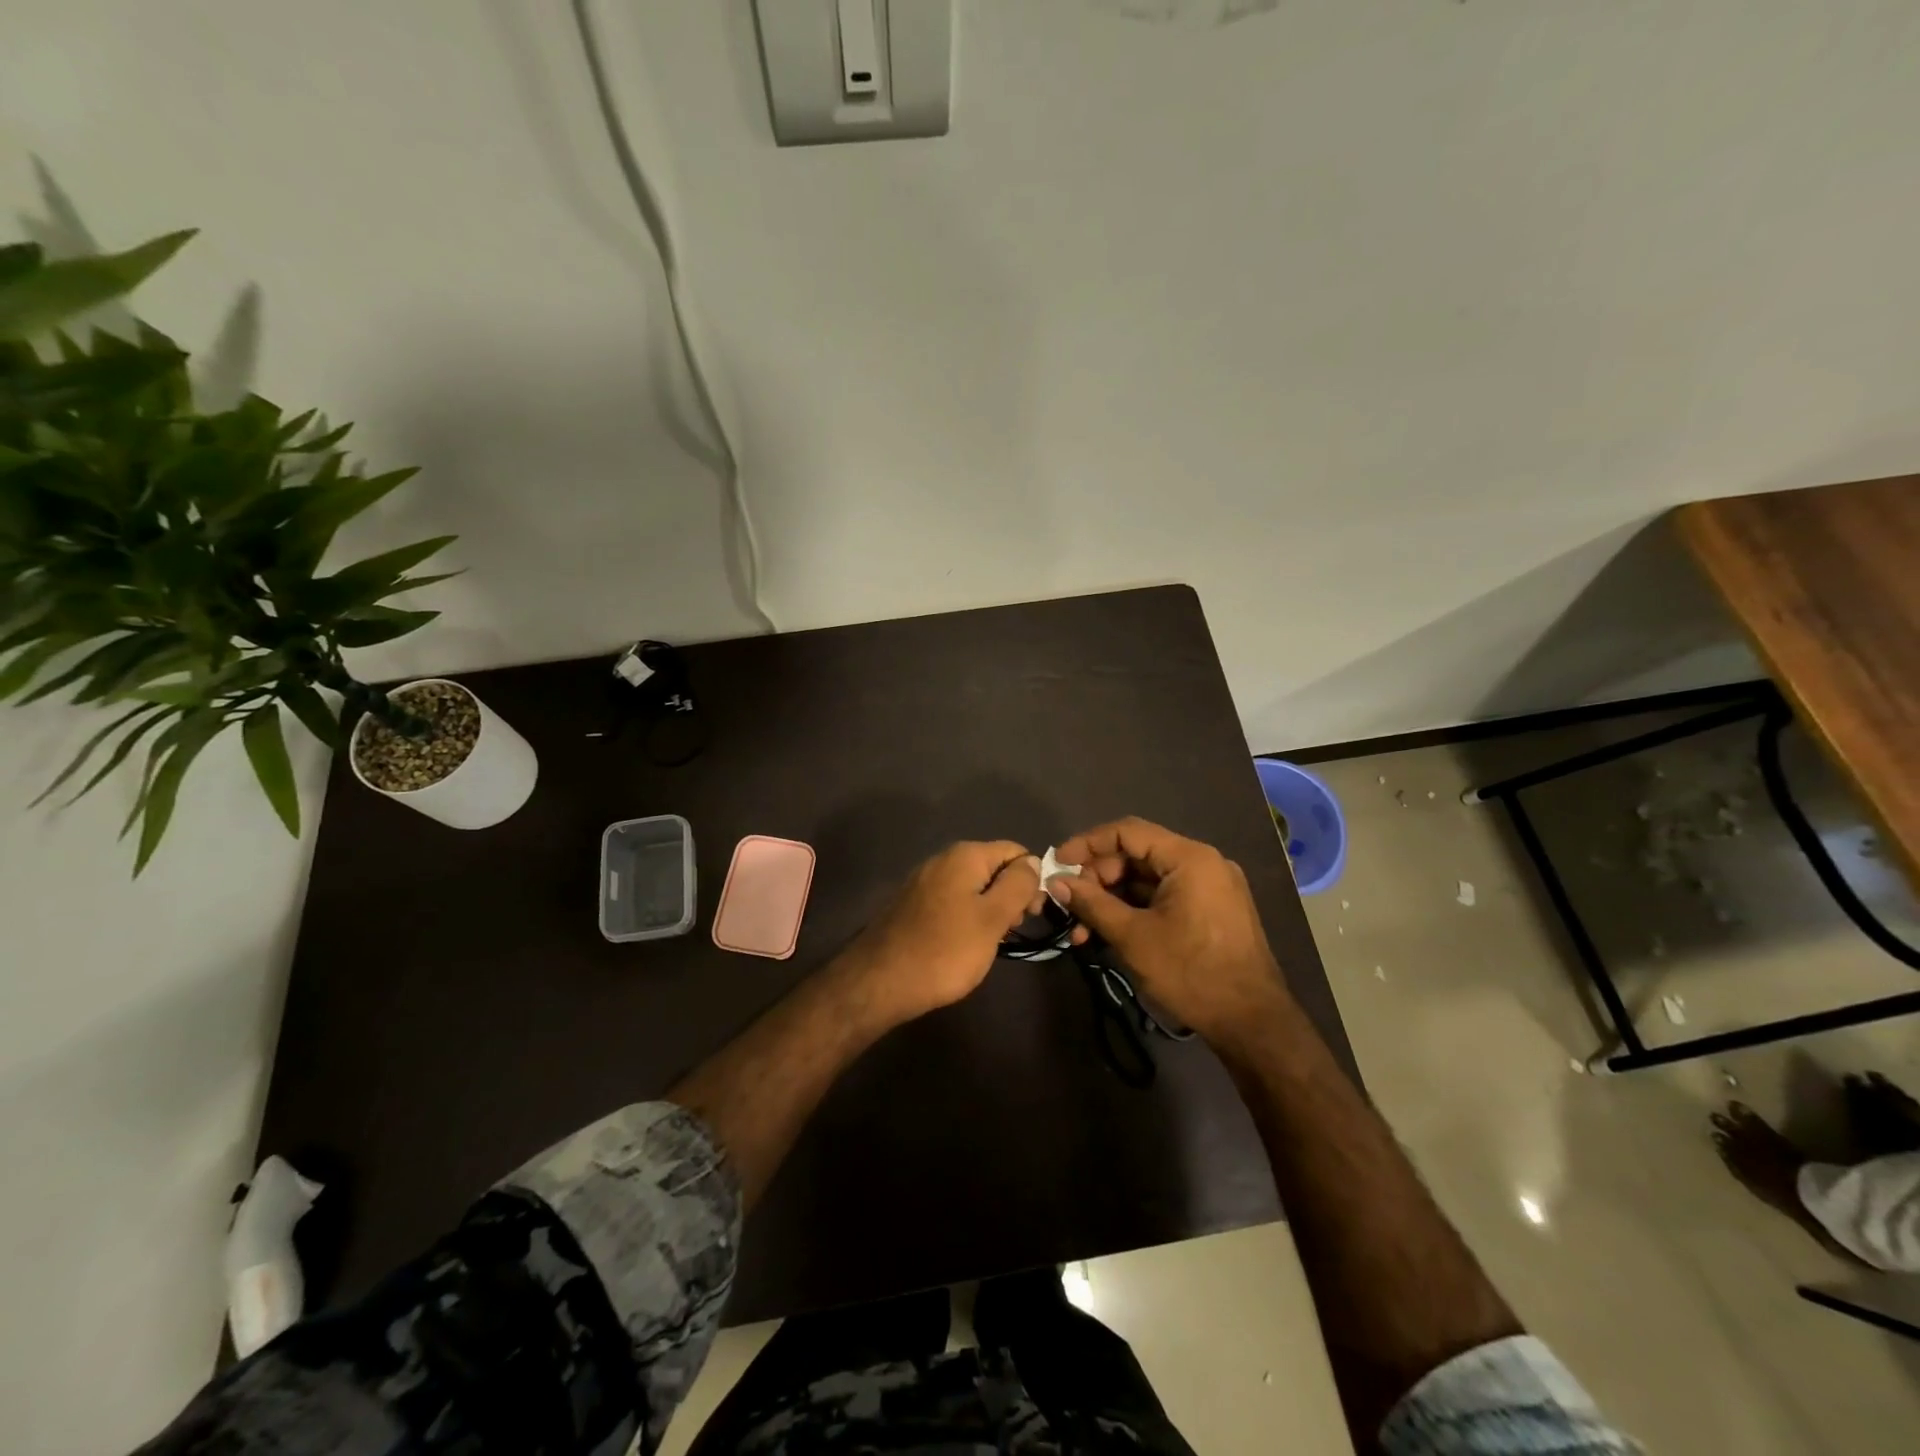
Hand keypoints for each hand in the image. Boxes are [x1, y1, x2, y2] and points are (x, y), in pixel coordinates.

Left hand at [844, 840, 1040, 1025]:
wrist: (879, 981)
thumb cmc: (945, 949)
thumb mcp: (992, 918)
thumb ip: (1018, 885)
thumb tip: (1032, 861)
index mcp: (965, 855)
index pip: (1015, 851)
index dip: (1032, 879)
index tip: (1034, 914)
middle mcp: (943, 860)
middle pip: (994, 868)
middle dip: (1012, 896)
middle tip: (1013, 930)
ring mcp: (925, 882)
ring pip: (974, 887)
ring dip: (990, 910)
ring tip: (991, 942)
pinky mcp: (914, 905)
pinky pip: (953, 902)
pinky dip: (967, 918)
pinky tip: (965, 945)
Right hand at [1053, 817, 1291, 1041]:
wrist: (1252, 1023)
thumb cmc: (1191, 973)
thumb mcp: (1133, 937)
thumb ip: (1092, 903)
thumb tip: (1055, 882)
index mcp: (1190, 858)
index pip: (1128, 832)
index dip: (1087, 844)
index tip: (1058, 864)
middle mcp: (1203, 863)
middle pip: (1137, 855)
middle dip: (1098, 878)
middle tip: (1070, 905)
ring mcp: (1211, 887)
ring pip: (1148, 879)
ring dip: (1112, 899)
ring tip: (1082, 930)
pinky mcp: (1211, 910)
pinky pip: (1164, 897)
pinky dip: (1135, 910)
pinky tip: (1110, 933)